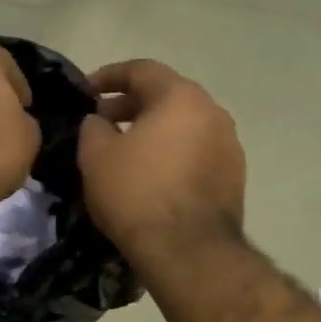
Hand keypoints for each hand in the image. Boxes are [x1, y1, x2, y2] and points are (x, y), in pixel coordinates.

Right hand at [78, 59, 244, 263]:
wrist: (188, 251)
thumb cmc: (137, 193)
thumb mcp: (96, 156)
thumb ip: (93, 127)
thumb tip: (99, 121)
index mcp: (181, 97)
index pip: (141, 70)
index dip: (109, 76)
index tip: (86, 91)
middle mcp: (212, 112)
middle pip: (167, 96)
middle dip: (131, 105)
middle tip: (102, 122)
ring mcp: (229, 145)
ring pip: (184, 125)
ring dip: (154, 130)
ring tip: (125, 149)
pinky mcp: (234, 176)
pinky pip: (196, 151)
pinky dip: (172, 153)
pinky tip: (152, 174)